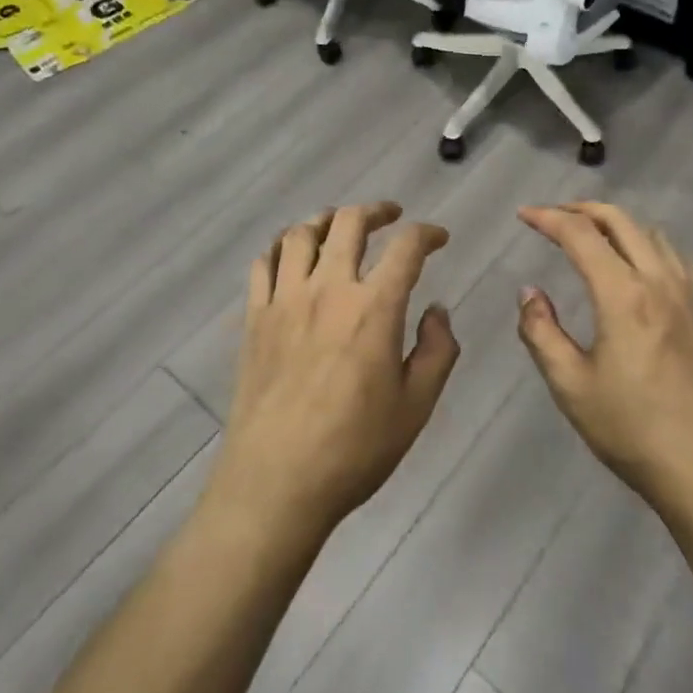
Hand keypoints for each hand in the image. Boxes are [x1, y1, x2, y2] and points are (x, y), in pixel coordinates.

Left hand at [208, 203, 460, 539]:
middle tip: (391, 216)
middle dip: (376, 211)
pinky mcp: (254, 317)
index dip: (427, 234)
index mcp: (374, 308)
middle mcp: (328, 289)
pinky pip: (263, 263)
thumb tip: (437, 311)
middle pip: (348, 223)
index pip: (406, 248)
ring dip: (325, 220)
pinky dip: (280, 247)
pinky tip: (291, 255)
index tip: (438, 238)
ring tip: (339, 226)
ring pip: (300, 234)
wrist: (276, 482)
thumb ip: (437, 350)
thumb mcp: (416, 406)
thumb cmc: (355, 448)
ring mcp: (285, 299)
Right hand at [516, 202, 692, 518]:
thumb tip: (530, 292)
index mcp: (624, 295)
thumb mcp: (571, 385)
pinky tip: (638, 264)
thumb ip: (542, 332)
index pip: (581, 235)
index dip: (548, 218)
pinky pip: (675, 256)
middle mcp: (660, 281)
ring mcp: (690, 295)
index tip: (524, 214)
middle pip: (621, 221)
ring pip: (652, 233)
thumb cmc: (632, 429)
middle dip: (582, 209)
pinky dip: (647, 242)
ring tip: (591, 235)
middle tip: (553, 216)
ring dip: (617, 223)